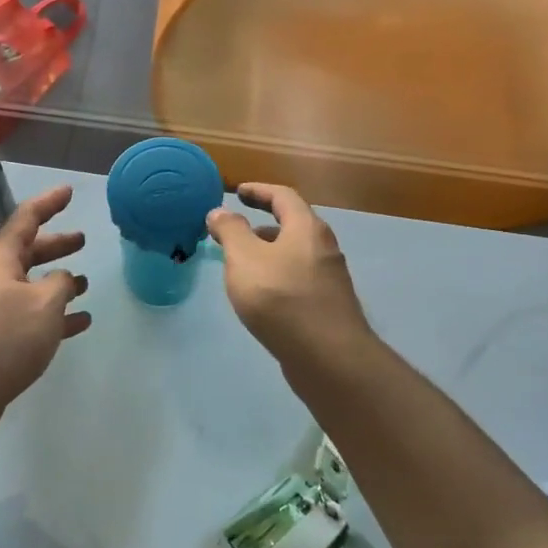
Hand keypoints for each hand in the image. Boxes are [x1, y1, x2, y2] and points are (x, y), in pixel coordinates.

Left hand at [0, 184, 90, 401]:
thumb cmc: (7, 334)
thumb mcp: (45, 302)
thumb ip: (62, 283)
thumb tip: (65, 280)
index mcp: (1, 257)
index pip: (27, 218)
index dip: (49, 202)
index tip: (68, 191)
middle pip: (30, 251)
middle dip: (56, 244)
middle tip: (82, 239)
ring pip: (33, 284)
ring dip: (59, 282)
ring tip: (86, 283)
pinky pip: (33, 314)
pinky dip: (57, 314)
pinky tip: (82, 322)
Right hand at [205, 183, 372, 366]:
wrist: (327, 356)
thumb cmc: (281, 298)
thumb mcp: (244, 259)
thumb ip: (230, 231)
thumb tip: (219, 211)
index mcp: (306, 228)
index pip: (283, 196)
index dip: (258, 190)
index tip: (238, 191)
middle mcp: (323, 246)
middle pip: (292, 224)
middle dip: (262, 222)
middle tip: (235, 228)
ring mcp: (329, 277)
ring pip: (295, 253)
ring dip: (269, 250)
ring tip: (241, 263)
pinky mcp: (327, 304)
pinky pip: (298, 277)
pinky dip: (277, 273)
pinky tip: (261, 294)